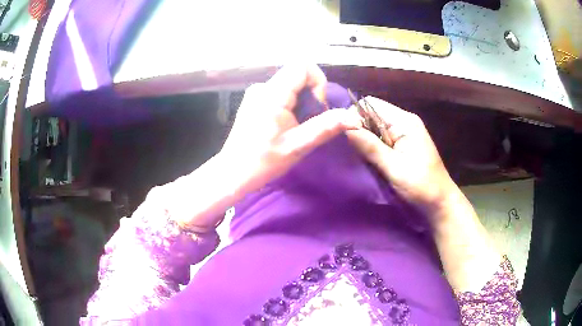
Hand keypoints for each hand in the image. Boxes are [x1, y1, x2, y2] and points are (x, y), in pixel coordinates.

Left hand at [220, 64, 361, 192]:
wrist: (233, 173)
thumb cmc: (263, 162)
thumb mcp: (298, 146)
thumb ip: (326, 127)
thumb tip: (355, 119)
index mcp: (272, 94)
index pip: (302, 66)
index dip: (318, 82)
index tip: (317, 107)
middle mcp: (262, 87)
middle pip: (297, 75)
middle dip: (311, 96)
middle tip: (308, 122)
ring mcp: (256, 93)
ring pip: (290, 85)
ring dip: (301, 102)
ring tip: (295, 127)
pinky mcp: (254, 100)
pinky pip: (280, 93)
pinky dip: (290, 105)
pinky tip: (284, 126)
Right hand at [346, 97, 457, 212]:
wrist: (440, 202)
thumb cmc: (421, 185)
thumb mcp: (394, 167)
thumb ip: (370, 146)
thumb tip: (345, 127)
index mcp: (405, 122)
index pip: (371, 104)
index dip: (355, 115)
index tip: (344, 135)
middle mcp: (405, 121)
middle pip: (373, 114)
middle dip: (359, 128)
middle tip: (350, 149)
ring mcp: (405, 132)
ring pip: (376, 127)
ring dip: (366, 139)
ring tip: (358, 155)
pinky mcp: (404, 144)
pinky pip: (383, 138)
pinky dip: (374, 146)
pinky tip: (369, 159)